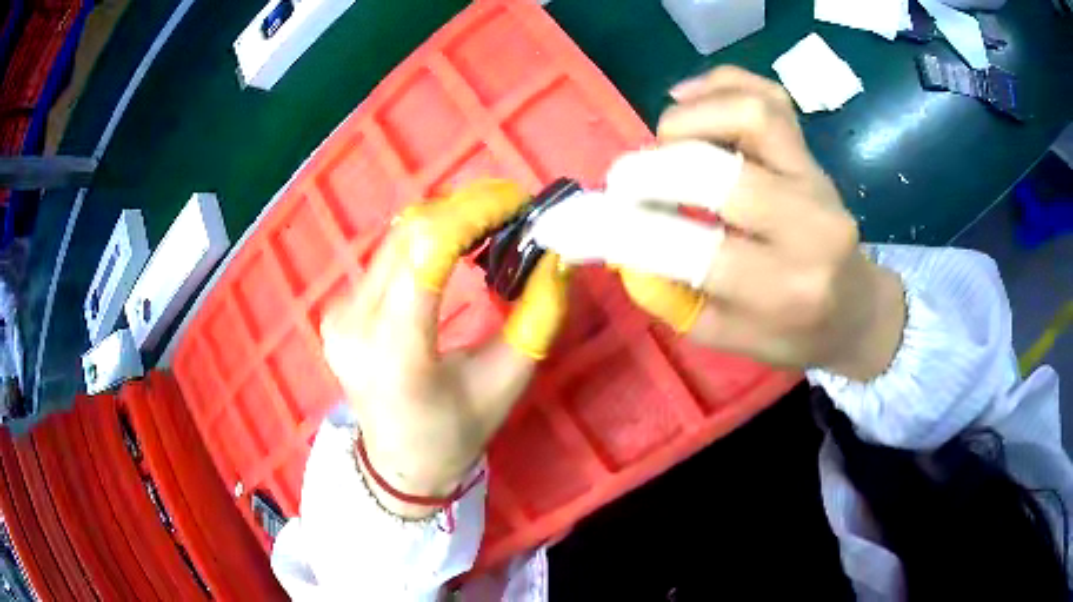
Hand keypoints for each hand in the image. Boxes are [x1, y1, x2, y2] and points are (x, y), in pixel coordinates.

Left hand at [320, 180, 569, 518]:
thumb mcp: (507, 381)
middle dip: (463, 208)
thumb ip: (537, 316)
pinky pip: (386, 257)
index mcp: (396, 353)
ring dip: (445, 220)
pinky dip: (425, 240)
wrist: (400, 462)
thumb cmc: (456, 432)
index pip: (426, 254)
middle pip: (408, 235)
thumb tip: (556, 255)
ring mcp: (339, 315)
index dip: (472, 214)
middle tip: (511, 208)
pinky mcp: (338, 310)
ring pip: (395, 239)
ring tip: (490, 223)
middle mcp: (355, 325)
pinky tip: (455, 247)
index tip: (515, 201)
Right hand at [549, 67, 904, 379]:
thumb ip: (670, 295)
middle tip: (622, 183)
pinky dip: (719, 83)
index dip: (618, 229)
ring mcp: (815, 180)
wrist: (855, 308)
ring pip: (747, 115)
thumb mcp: (726, 336)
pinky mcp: (813, 154)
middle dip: (647, 171)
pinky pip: (768, 95)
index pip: (687, 248)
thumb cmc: (792, 332)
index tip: (568, 222)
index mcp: (781, 290)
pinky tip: (688, 97)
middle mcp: (806, 226)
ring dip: (684, 122)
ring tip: (664, 144)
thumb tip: (616, 246)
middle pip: (714, 171)